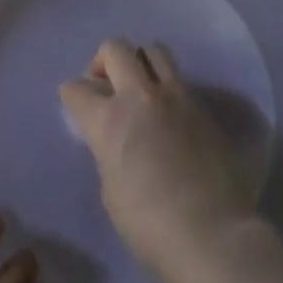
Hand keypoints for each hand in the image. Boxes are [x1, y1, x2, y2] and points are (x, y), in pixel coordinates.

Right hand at [59, 38, 258, 280]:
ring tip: (141, 89)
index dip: (72, 97)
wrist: (210, 233)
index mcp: (109, 118)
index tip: (77, 107)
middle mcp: (142, 96)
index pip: (76, 88)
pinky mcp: (205, 108)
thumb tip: (118, 139)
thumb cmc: (147, 223)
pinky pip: (181, 81)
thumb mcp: (110, 186)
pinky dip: (169, 88)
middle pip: (116, 48)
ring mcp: (178, 97)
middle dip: (104, 62)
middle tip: (107, 86)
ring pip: (155, 50)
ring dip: (141, 63)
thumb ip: (109, 149)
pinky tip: (170, 116)